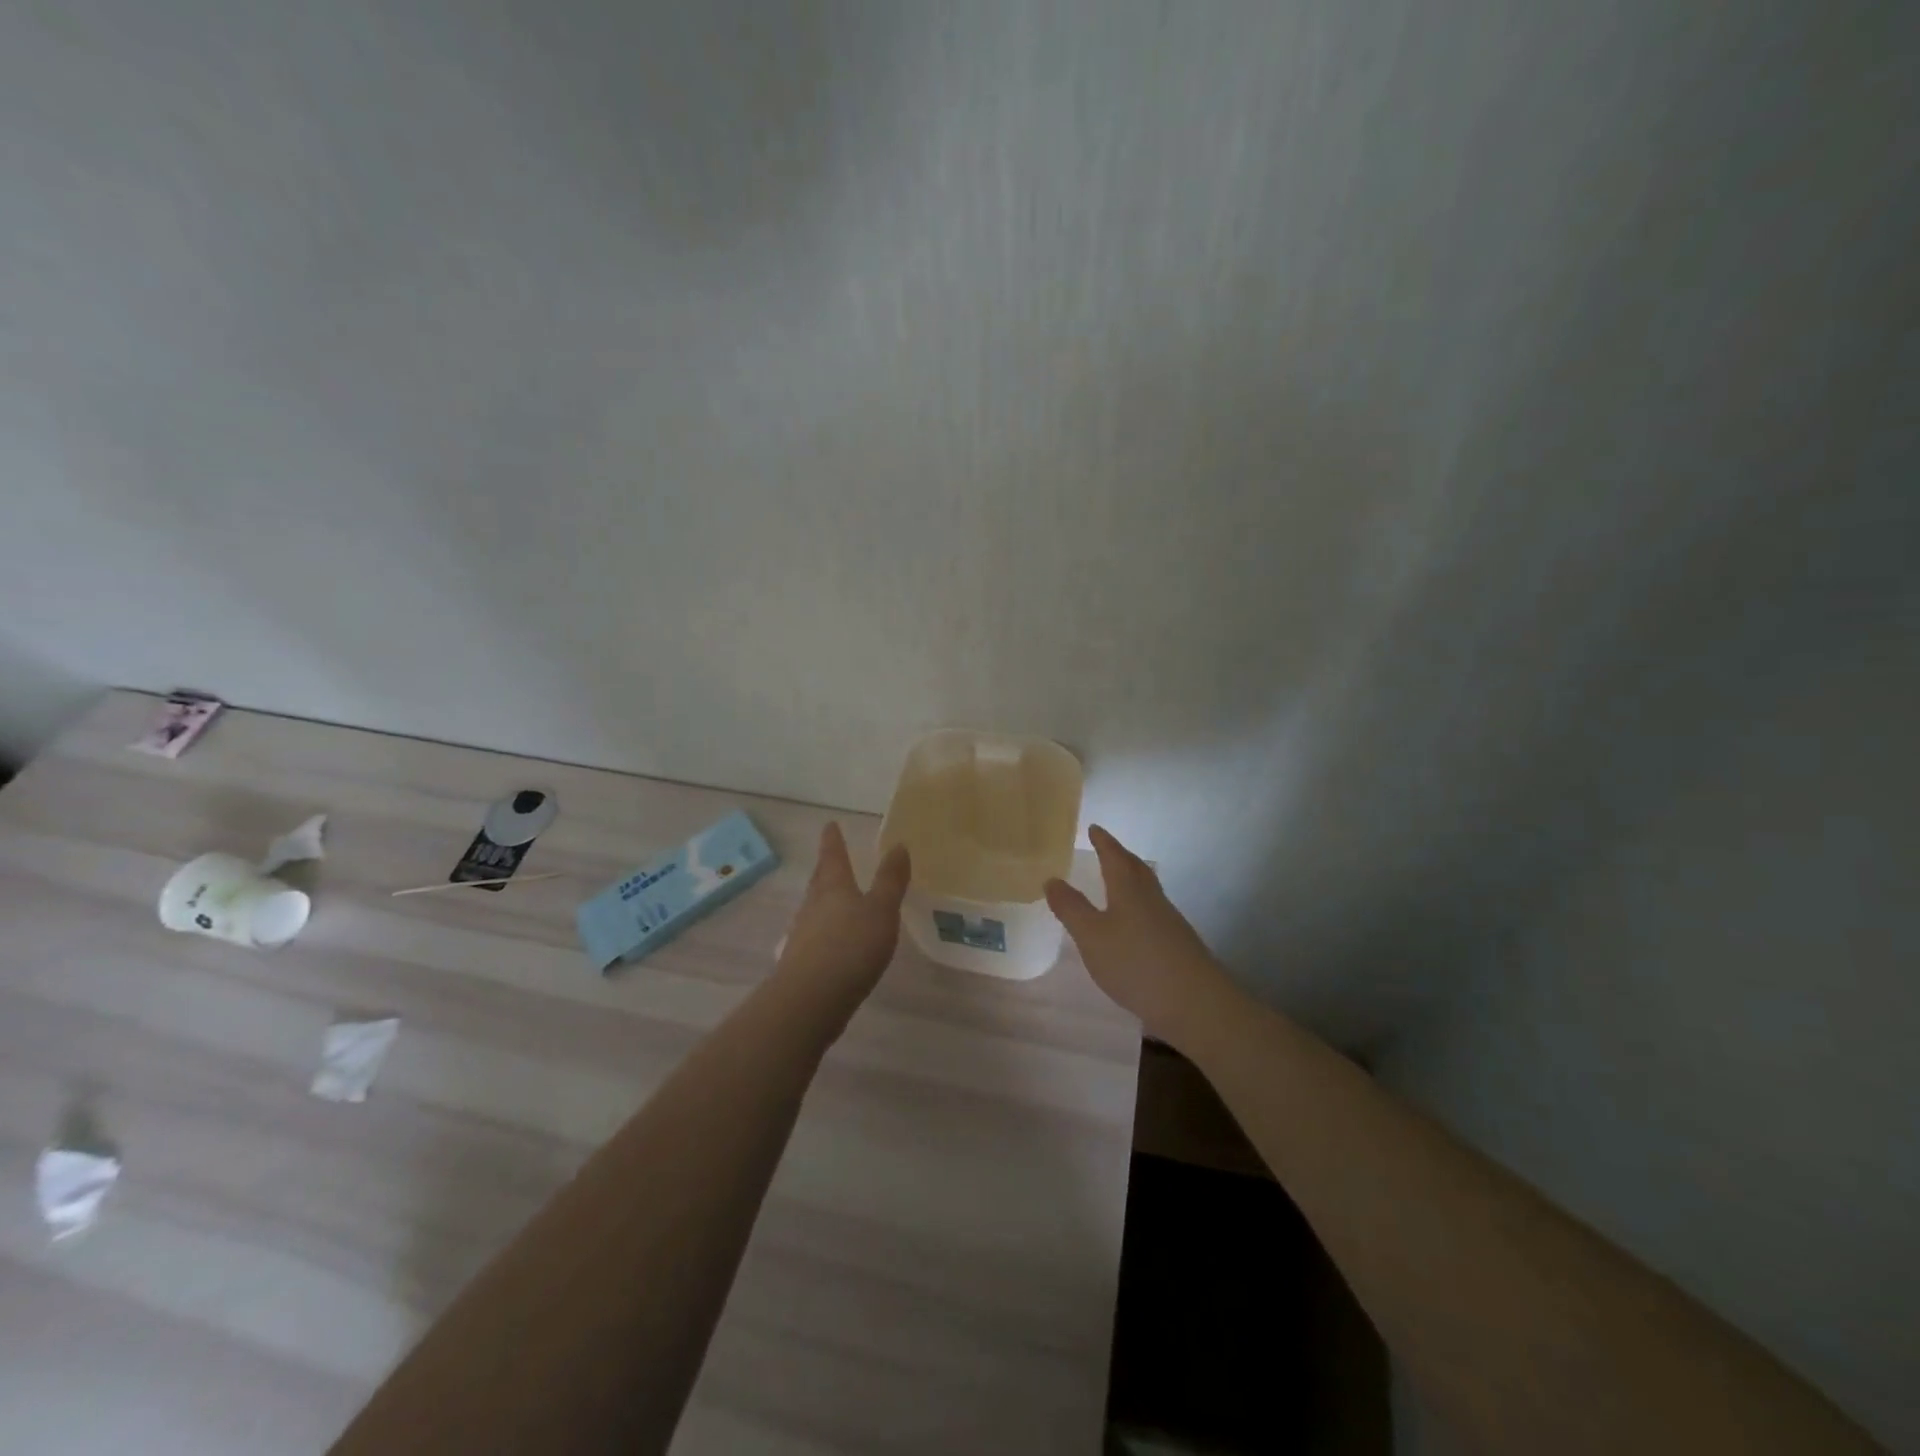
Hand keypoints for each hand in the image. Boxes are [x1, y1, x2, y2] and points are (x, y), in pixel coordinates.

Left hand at [774, 822, 911, 1013]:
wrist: (810, 1000)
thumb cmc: (850, 947)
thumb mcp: (881, 910)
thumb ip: (890, 880)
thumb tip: (898, 845)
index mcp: (833, 887)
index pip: (832, 856)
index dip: (833, 840)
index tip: (830, 825)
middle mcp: (813, 905)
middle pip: (820, 881)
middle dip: (827, 869)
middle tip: (831, 858)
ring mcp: (803, 934)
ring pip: (815, 908)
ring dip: (824, 900)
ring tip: (836, 899)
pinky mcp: (802, 962)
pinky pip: (815, 935)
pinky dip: (825, 930)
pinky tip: (833, 941)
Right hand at [1045, 825, 1232, 1043]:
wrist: (1195, 1003)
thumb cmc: (1135, 962)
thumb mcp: (1091, 936)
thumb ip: (1071, 908)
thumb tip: (1052, 879)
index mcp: (1129, 890)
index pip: (1114, 856)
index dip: (1104, 842)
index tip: (1094, 828)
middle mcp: (1152, 899)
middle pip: (1136, 870)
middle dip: (1120, 857)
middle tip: (1107, 849)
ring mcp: (1169, 922)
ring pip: (1147, 891)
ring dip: (1131, 882)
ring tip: (1117, 884)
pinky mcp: (1178, 945)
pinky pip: (1153, 914)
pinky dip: (1139, 908)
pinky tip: (1133, 926)